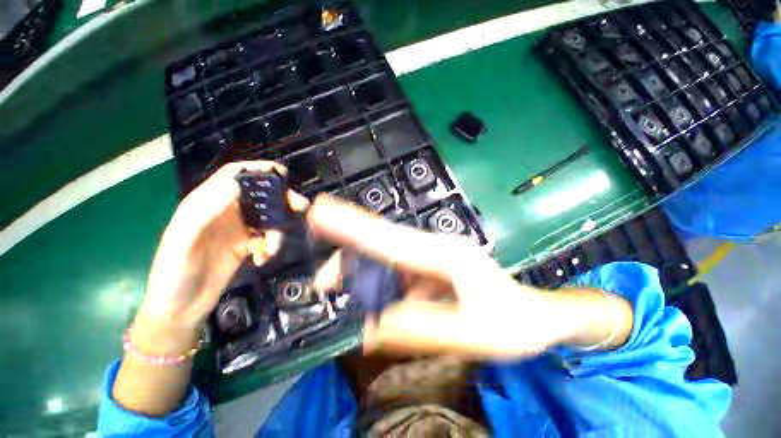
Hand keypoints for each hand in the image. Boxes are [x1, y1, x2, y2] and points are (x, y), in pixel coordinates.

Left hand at [134, 161, 307, 349]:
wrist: (182, 307)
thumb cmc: (175, 272)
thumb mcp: (184, 239)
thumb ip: (207, 211)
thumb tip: (237, 184)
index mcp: (206, 203)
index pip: (234, 175)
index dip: (257, 169)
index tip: (282, 173)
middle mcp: (225, 211)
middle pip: (259, 195)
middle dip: (280, 200)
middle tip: (300, 206)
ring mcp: (237, 228)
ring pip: (267, 218)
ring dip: (276, 231)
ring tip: (271, 249)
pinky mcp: (246, 244)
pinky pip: (267, 237)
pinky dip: (270, 246)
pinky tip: (262, 258)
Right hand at [308, 196, 632, 359]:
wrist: (536, 316)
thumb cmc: (512, 325)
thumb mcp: (469, 335)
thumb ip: (418, 328)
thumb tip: (370, 328)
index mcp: (445, 254)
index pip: (389, 238)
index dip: (352, 225)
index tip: (320, 212)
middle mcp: (434, 246)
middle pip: (382, 243)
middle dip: (349, 258)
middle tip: (324, 284)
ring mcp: (432, 254)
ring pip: (387, 257)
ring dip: (364, 275)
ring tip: (346, 297)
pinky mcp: (431, 265)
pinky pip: (398, 270)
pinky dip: (381, 284)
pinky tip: (377, 303)